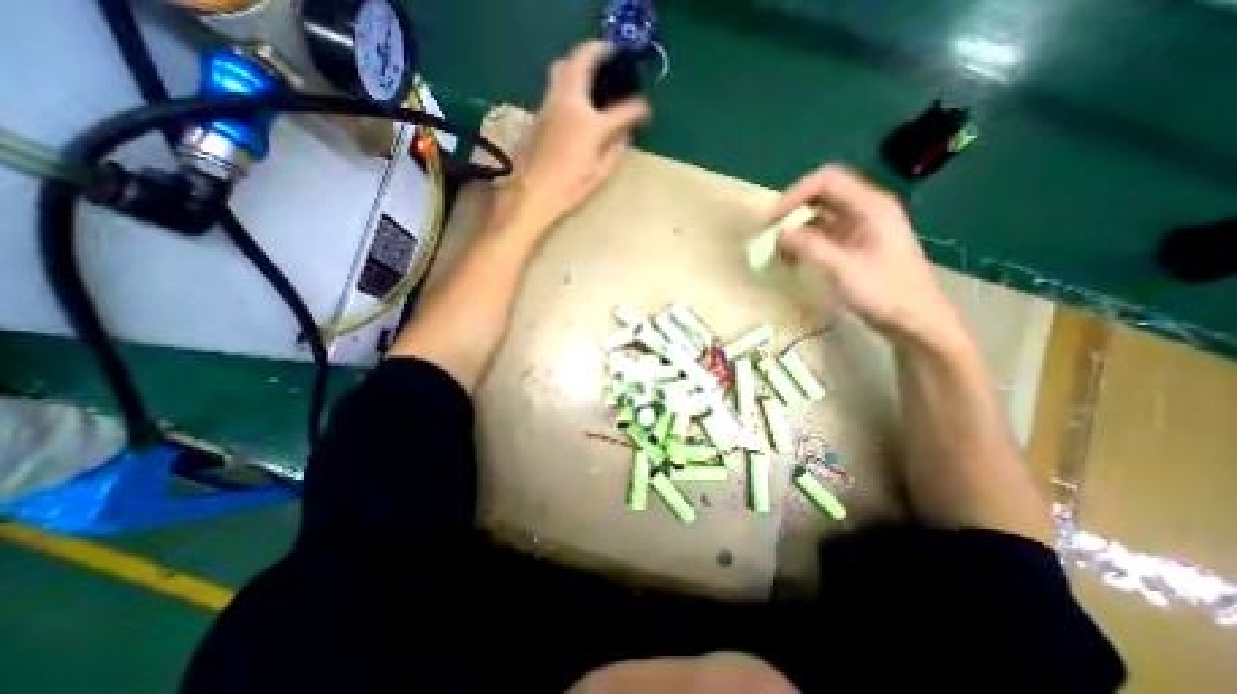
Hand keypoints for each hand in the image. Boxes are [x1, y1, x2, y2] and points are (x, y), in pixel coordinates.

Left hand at [502, 39, 654, 230]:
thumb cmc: (569, 189)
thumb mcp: (600, 174)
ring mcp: (551, 104)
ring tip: (592, 71)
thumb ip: (615, 150)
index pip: (623, 110)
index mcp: (591, 125)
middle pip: (582, 59)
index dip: (638, 109)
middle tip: (611, 55)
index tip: (645, 110)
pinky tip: (576, 98)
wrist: (532, 193)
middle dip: (599, 51)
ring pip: (562, 65)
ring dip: (578, 61)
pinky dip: (567, 79)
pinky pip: (554, 84)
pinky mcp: (539, 112)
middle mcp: (570, 104)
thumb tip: (624, 135)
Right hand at [769, 163, 965, 346]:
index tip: (771, 220)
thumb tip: (779, 233)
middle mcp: (864, 209)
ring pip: (818, 216)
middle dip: (791, 211)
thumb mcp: (844, 270)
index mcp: (870, 206)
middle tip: (768, 233)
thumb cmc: (885, 293)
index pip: (826, 181)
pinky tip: (791, 260)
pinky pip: (821, 235)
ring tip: (776, 251)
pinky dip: (802, 243)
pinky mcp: (853, 244)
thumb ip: (810, 247)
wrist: (914, 320)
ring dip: (794, 229)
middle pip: (820, 195)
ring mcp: (859, 227)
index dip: (794, 195)